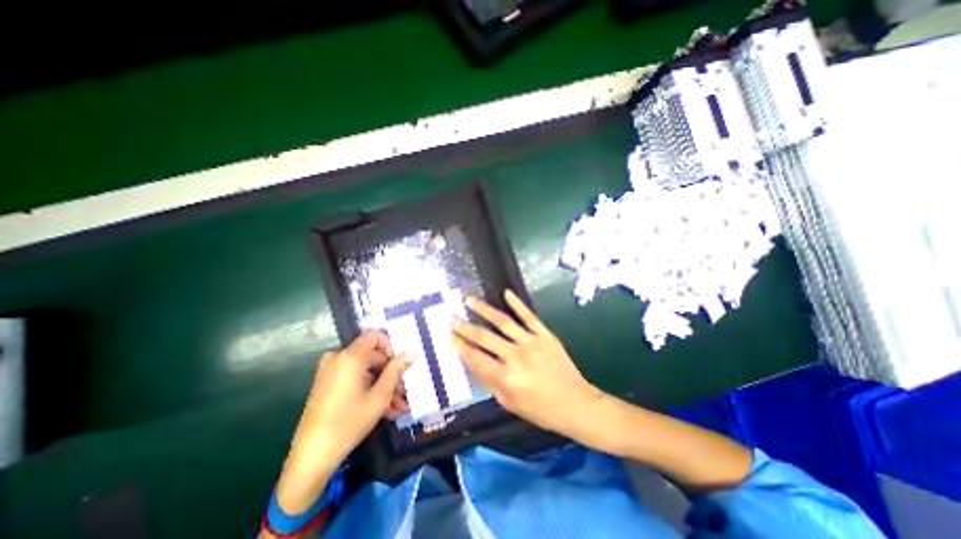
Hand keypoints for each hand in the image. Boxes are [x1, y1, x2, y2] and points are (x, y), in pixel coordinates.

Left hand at [279, 332, 412, 512]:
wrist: (311, 457)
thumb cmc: (349, 422)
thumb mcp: (380, 396)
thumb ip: (396, 370)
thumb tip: (411, 352)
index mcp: (350, 357)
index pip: (375, 336)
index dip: (390, 347)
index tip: (399, 365)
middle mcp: (338, 359)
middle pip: (371, 357)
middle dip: (390, 374)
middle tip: (404, 392)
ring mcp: (330, 373)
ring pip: (365, 372)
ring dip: (382, 386)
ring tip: (398, 407)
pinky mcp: (326, 386)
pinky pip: (353, 380)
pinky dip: (368, 390)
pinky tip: (384, 410)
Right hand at [453, 291, 601, 442]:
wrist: (576, 404)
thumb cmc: (541, 410)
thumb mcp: (510, 403)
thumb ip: (489, 383)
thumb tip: (472, 363)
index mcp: (506, 378)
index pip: (476, 358)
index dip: (460, 346)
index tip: (448, 336)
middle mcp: (516, 357)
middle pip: (485, 338)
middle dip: (464, 327)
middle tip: (450, 317)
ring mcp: (531, 342)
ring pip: (503, 322)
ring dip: (484, 309)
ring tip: (469, 299)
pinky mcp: (545, 335)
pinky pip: (529, 316)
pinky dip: (517, 303)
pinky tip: (506, 293)